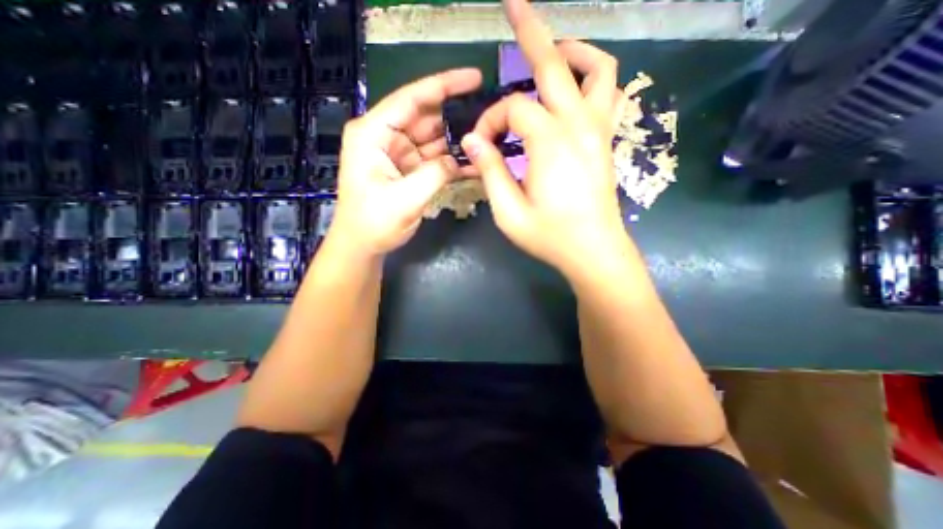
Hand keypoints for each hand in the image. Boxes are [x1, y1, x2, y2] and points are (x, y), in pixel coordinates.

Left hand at [328, 65, 481, 255]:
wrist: (363, 245)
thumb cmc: (374, 223)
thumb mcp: (405, 199)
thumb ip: (435, 175)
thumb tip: (459, 160)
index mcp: (373, 134)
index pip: (411, 99)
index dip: (444, 85)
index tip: (474, 78)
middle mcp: (384, 137)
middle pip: (425, 117)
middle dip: (454, 119)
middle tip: (487, 121)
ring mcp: (397, 153)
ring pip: (432, 139)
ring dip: (455, 143)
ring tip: (484, 144)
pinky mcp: (407, 168)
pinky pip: (432, 159)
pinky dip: (449, 162)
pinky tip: (471, 165)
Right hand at [464, 1, 629, 278]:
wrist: (593, 251)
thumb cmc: (550, 236)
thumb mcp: (509, 211)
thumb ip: (490, 171)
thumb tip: (472, 139)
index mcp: (551, 143)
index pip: (513, 108)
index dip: (491, 121)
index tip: (482, 145)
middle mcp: (579, 126)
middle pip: (556, 64)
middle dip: (531, 31)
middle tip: (513, 4)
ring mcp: (599, 131)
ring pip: (597, 70)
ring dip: (573, 52)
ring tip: (551, 52)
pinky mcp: (606, 142)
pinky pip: (608, 94)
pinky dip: (593, 78)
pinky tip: (574, 89)